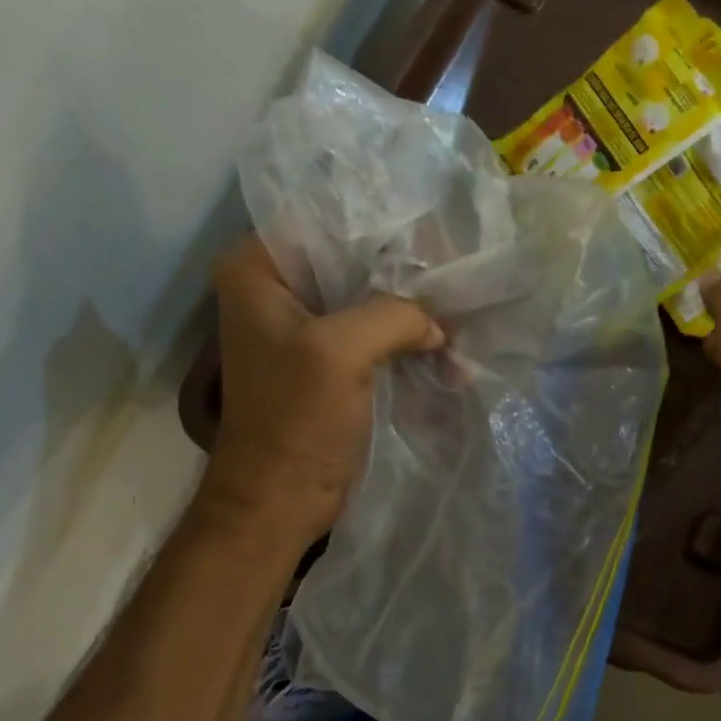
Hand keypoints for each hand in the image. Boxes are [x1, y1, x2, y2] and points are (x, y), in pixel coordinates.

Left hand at [198, 235, 444, 546]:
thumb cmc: (295, 421)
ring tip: (461, 311)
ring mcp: (307, 326)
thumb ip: (395, 313)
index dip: (383, 225)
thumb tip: (438, 321)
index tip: (437, 235)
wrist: (282, 500)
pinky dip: (409, 337)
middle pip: (354, 257)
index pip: (327, 220)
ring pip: (371, 295)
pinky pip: (376, 330)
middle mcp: (279, 288)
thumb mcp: (341, 351)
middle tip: (458, 271)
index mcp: (259, 270)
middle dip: (406, 268)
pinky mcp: (331, 359)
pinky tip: (447, 346)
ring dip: (414, 307)